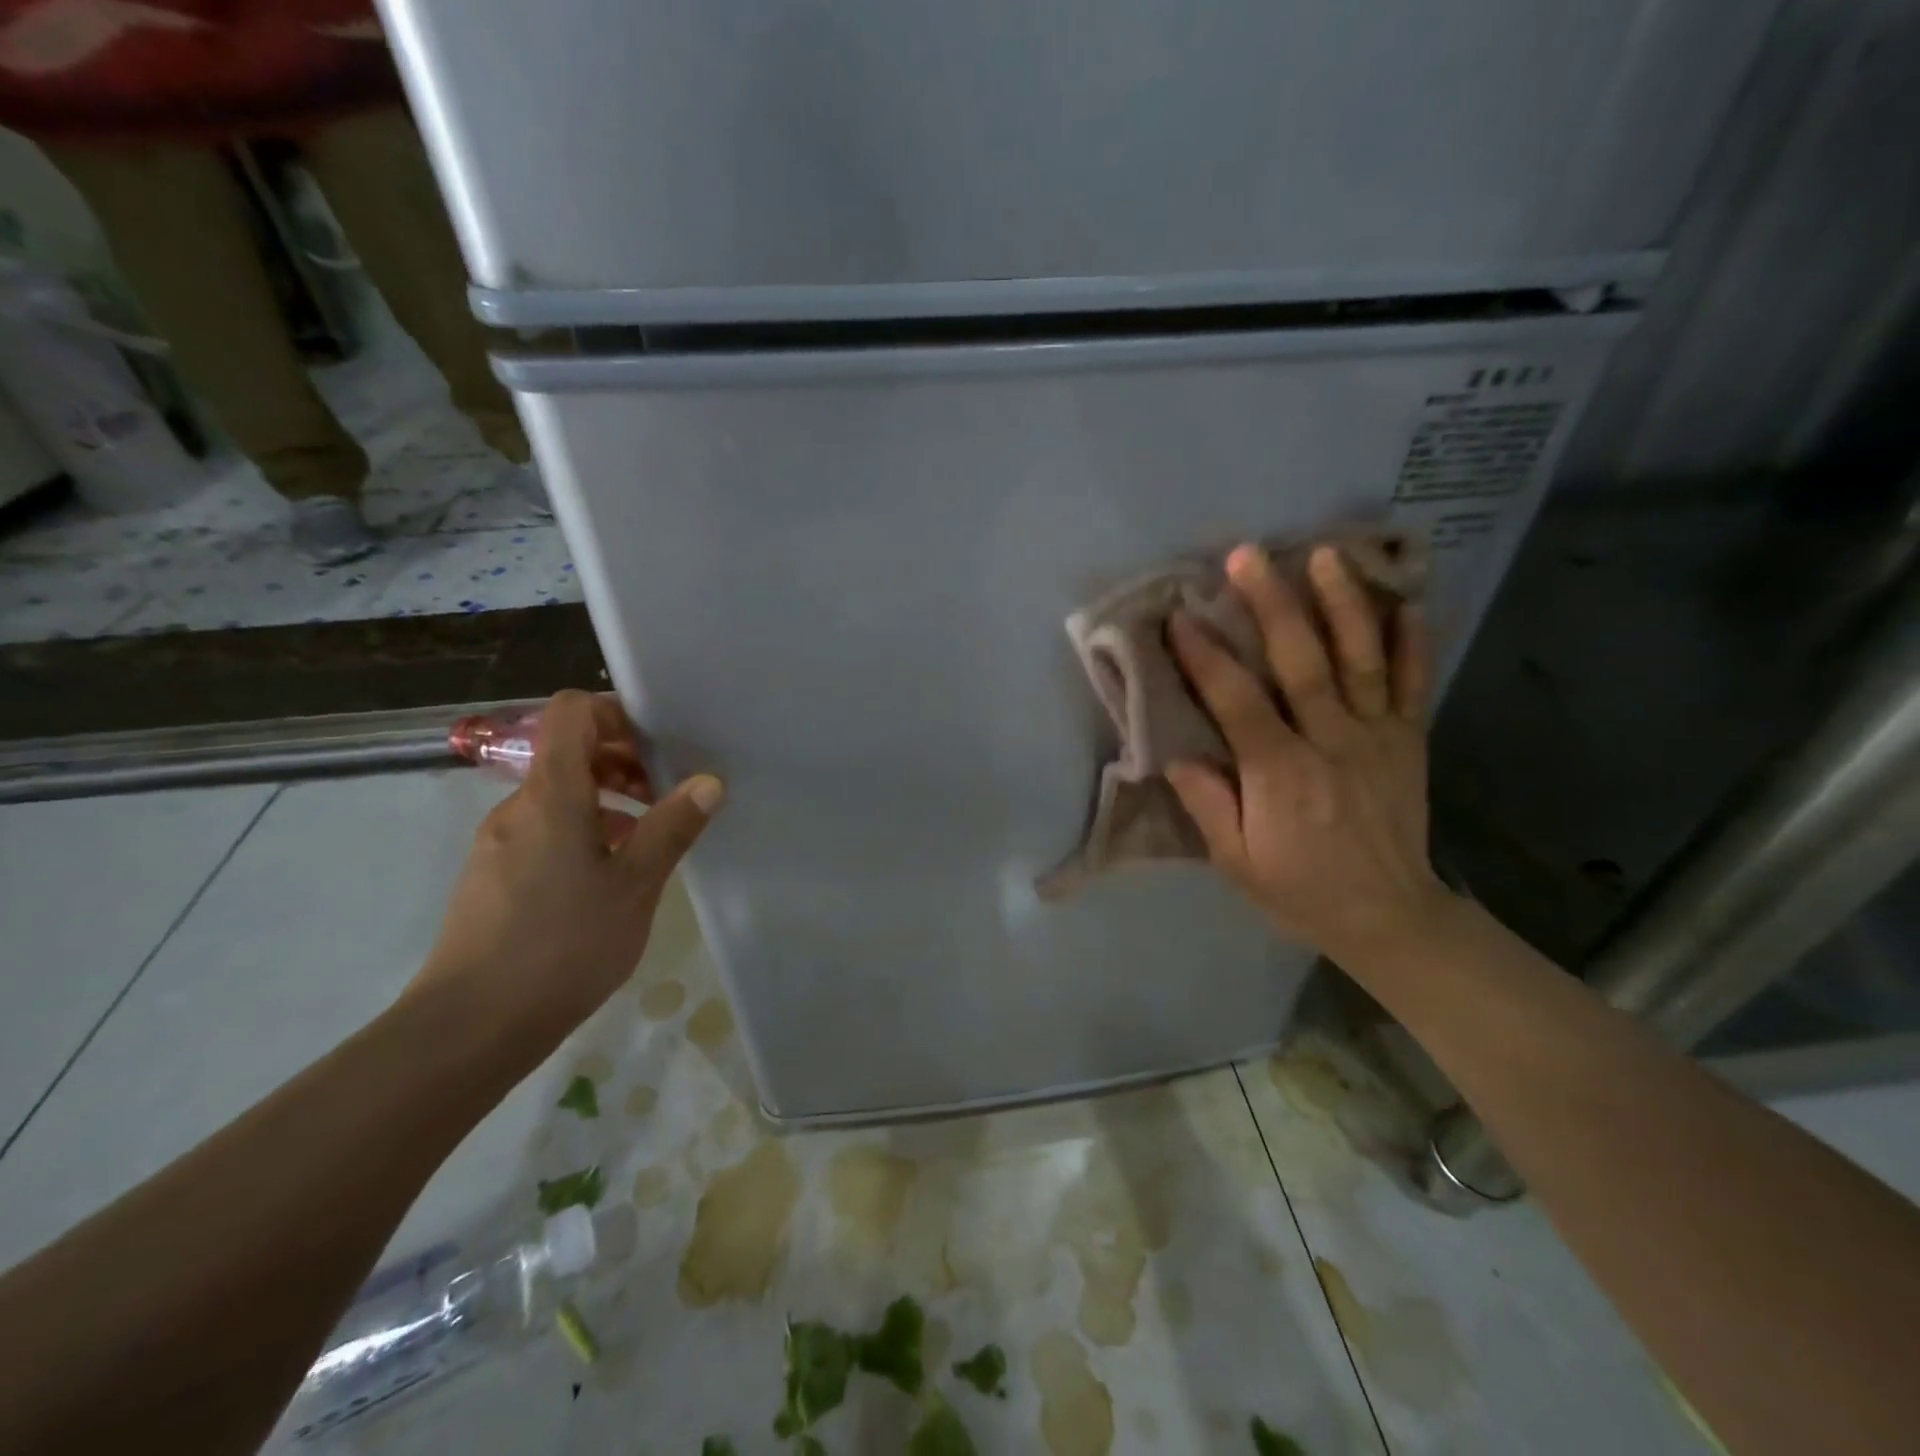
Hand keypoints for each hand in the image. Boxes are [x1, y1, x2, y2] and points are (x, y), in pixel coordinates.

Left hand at [411, 690, 724, 1041]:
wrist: (470, 1026)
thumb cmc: (563, 945)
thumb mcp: (634, 885)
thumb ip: (671, 827)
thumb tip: (709, 782)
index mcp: (551, 794)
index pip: (570, 712)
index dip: (614, 713)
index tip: (657, 746)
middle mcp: (518, 806)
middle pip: (567, 752)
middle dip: (622, 761)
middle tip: (667, 797)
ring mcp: (499, 841)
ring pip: (558, 795)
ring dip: (607, 800)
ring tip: (647, 840)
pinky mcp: (493, 875)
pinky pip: (543, 829)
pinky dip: (582, 831)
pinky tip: (610, 876)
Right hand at [1166, 543, 1454, 964]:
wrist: (1390, 917)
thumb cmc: (1300, 889)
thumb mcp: (1237, 861)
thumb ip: (1208, 804)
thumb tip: (1176, 754)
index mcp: (1281, 773)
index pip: (1237, 701)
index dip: (1204, 657)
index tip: (1178, 617)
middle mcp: (1331, 742)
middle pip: (1300, 661)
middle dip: (1271, 604)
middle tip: (1247, 556)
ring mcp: (1377, 737)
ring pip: (1360, 659)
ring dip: (1342, 603)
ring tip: (1325, 554)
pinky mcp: (1408, 741)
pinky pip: (1413, 684)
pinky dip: (1413, 642)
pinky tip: (1407, 601)